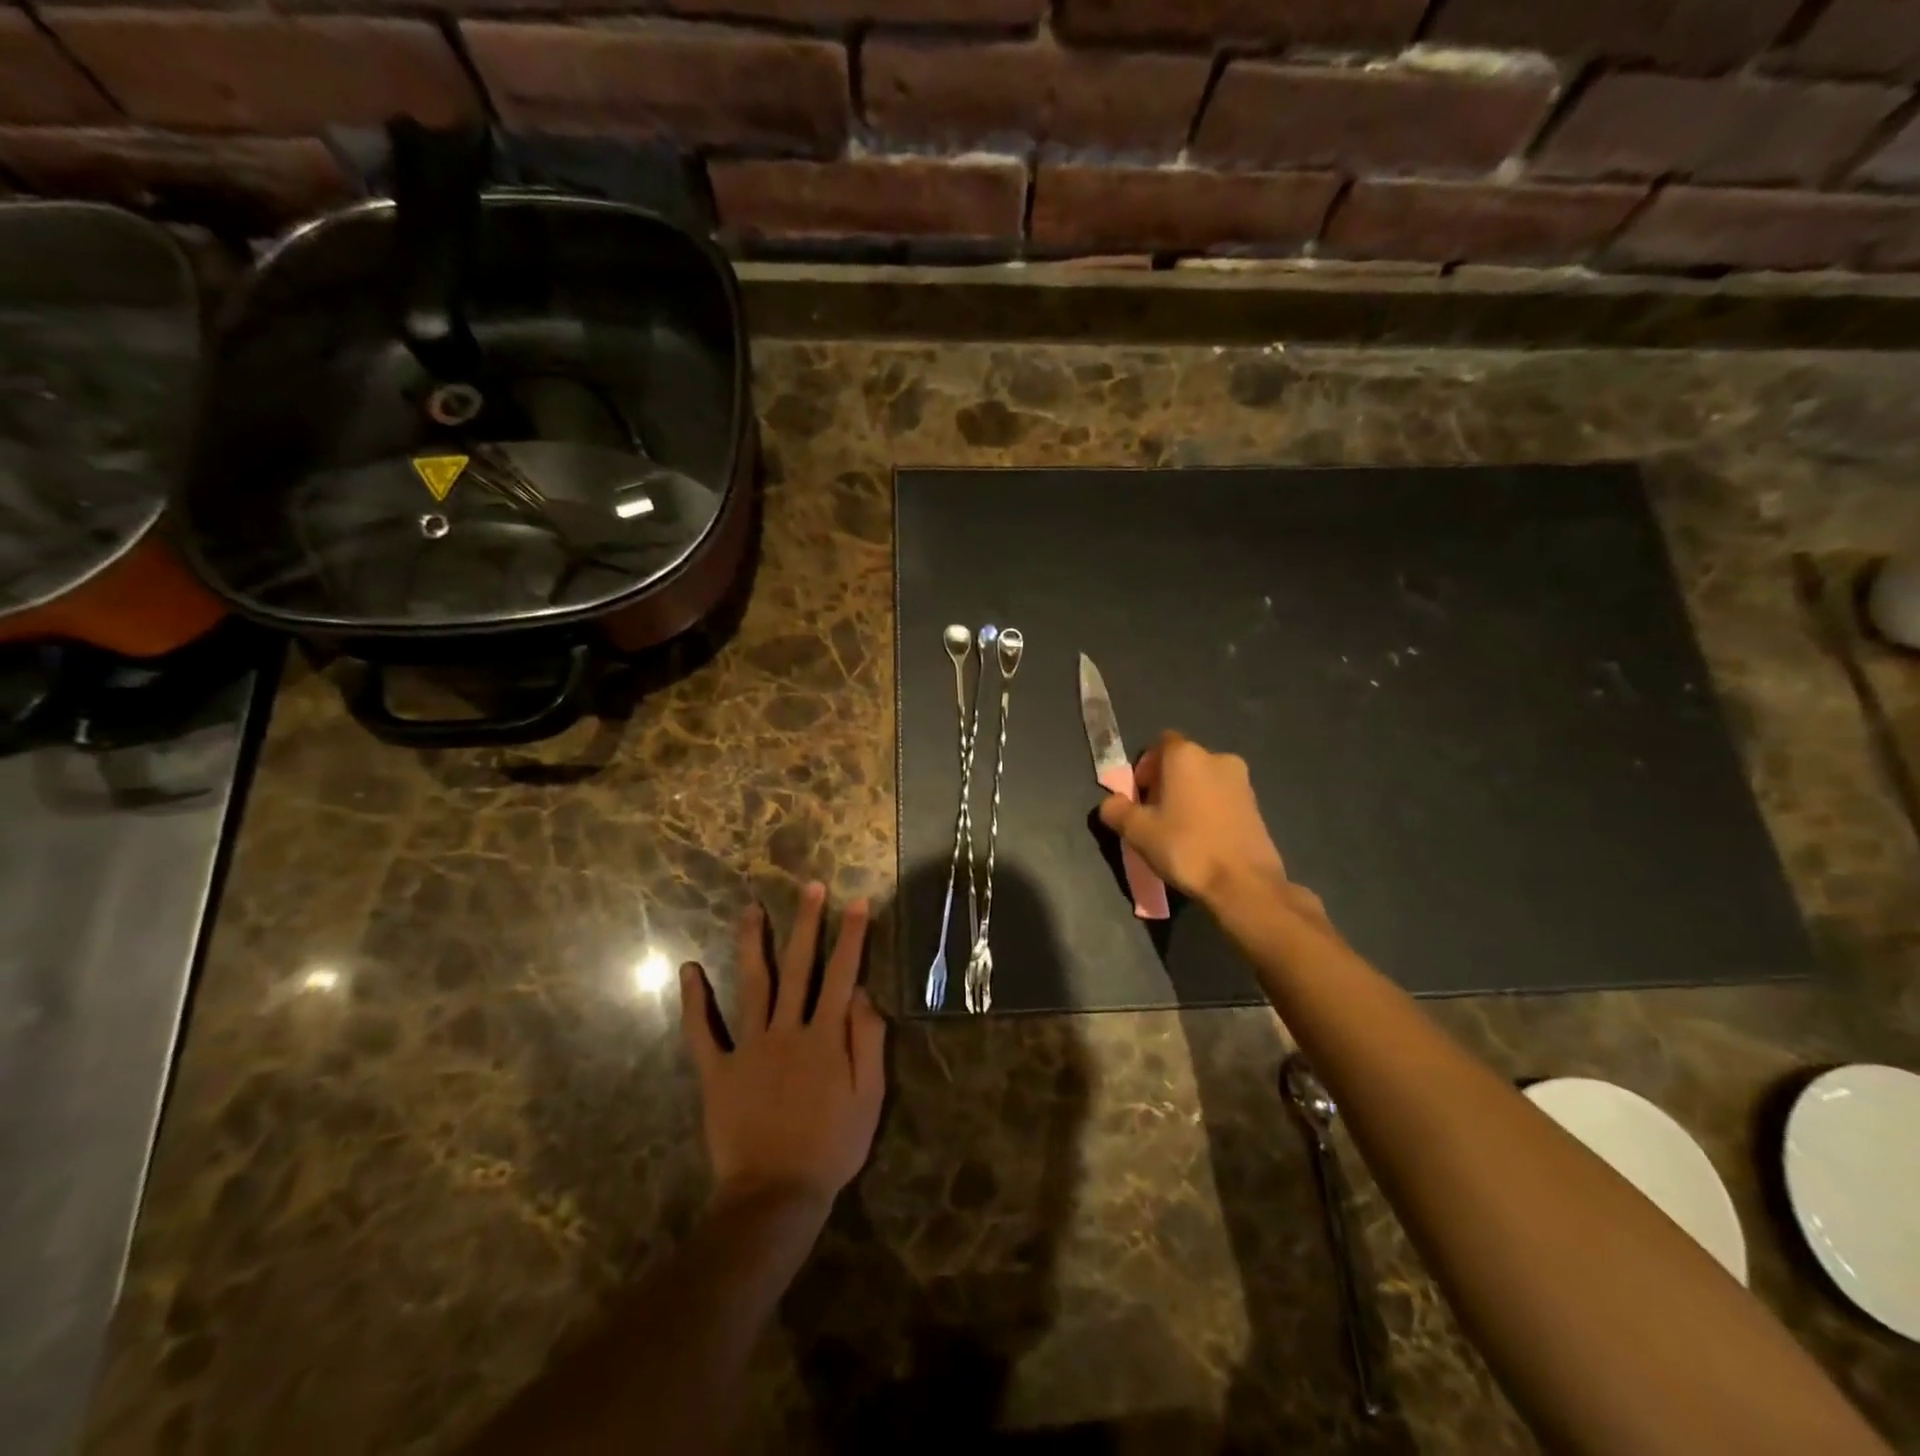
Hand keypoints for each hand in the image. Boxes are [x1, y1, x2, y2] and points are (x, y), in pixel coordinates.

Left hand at [679, 884, 886, 1215]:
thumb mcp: (869, 1098)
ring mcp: (748, 1047)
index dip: (852, 937)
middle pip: (798, 967)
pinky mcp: (717, 1071)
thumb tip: (864, 992)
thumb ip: (868, 1041)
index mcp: (824, 1037)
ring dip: (752, 944)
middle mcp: (786, 1030)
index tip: (858, 902)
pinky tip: (689, 969)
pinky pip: (701, 1032)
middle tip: (810, 887)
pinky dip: (693, 1001)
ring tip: (752, 909)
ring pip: (752, 985)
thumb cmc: (831, 1147)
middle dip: (807, 924)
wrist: (776, 1195)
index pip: (843, 975)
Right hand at [1097, 731, 1291, 909]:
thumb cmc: (1185, 847)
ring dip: (1189, 796)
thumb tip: (1111, 803)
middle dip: (1165, 782)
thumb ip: (1117, 810)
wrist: (1244, 883)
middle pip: (1183, 762)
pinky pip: (1223, 798)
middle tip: (1154, 815)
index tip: (1139, 795)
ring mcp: (1242, 781)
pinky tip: (1202, 839)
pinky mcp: (1257, 805)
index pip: (1160, 744)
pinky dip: (1209, 810)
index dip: (1145, 766)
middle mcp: (1217, 758)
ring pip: (1204, 780)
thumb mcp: (1137, 832)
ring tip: (1178, 830)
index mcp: (1186, 755)